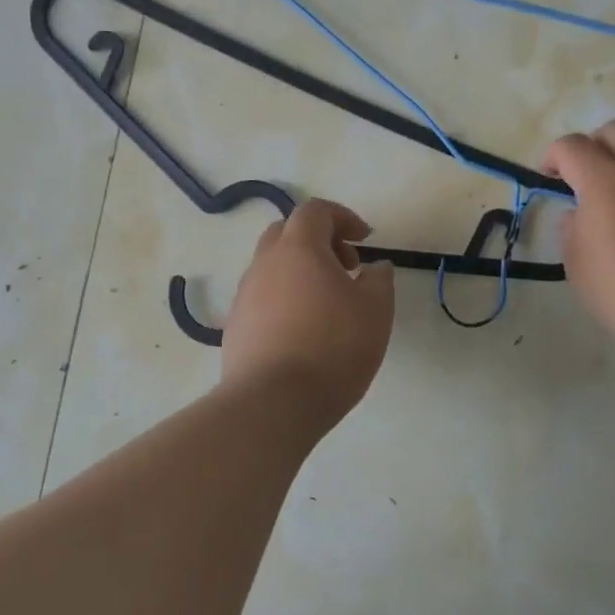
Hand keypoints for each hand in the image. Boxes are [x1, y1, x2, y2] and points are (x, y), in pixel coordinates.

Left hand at [222, 199, 394, 431]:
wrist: (273, 403)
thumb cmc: (332, 349)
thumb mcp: (376, 312)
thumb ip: (379, 281)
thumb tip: (375, 267)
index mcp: (298, 249)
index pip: (315, 211)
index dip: (342, 217)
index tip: (364, 240)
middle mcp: (264, 264)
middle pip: (287, 233)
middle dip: (319, 241)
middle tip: (346, 268)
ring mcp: (244, 295)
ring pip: (272, 267)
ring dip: (300, 272)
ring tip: (327, 305)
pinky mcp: (235, 326)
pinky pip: (262, 298)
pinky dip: (284, 299)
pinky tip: (303, 332)